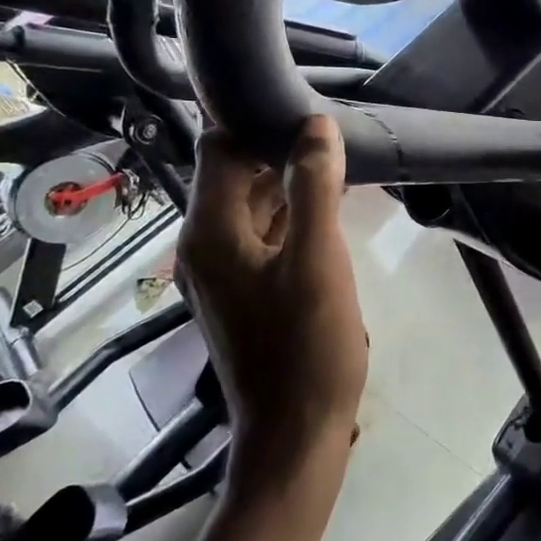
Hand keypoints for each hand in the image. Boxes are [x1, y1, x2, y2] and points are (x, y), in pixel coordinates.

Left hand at [176, 117, 366, 473]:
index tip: (302, 105)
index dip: (254, 122)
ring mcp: (224, 272)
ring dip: (288, 182)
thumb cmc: (307, 347)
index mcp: (210, 232)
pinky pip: (264, 235)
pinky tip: (329, 205)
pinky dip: (291, 215)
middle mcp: (204, 246)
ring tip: (336, 157)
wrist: (296, 436)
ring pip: (252, 205)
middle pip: (233, 175)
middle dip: (278, 149)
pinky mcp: (246, 291)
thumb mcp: (318, 259)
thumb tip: (315, 125)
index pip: (219, 149)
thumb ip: (314, 186)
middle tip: (329, 128)